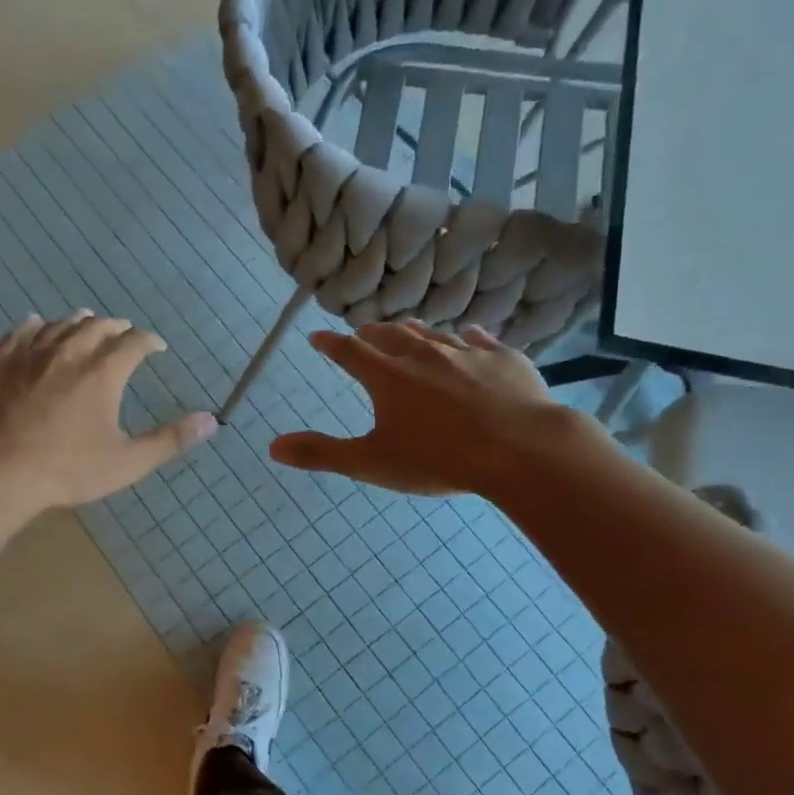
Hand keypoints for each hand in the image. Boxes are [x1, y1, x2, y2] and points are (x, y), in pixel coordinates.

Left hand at [0, 311, 215, 509]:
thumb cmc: (67, 469)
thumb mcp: (127, 462)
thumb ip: (170, 440)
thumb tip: (212, 421)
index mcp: (104, 372)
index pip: (134, 342)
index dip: (149, 341)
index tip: (156, 346)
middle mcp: (69, 352)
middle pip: (97, 326)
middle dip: (114, 327)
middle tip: (121, 332)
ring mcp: (29, 353)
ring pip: (59, 325)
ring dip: (77, 322)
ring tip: (84, 322)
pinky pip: (18, 332)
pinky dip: (32, 325)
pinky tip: (33, 323)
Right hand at [270, 320, 569, 495]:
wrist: (521, 449)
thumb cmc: (438, 459)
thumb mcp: (371, 463)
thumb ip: (321, 453)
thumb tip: (272, 447)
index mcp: (386, 376)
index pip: (348, 351)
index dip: (329, 344)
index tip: (317, 337)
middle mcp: (422, 353)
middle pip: (389, 334)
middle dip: (370, 333)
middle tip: (363, 334)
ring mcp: (466, 352)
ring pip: (431, 332)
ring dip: (412, 331)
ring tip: (406, 331)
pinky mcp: (503, 357)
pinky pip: (479, 339)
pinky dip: (465, 338)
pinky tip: (468, 338)